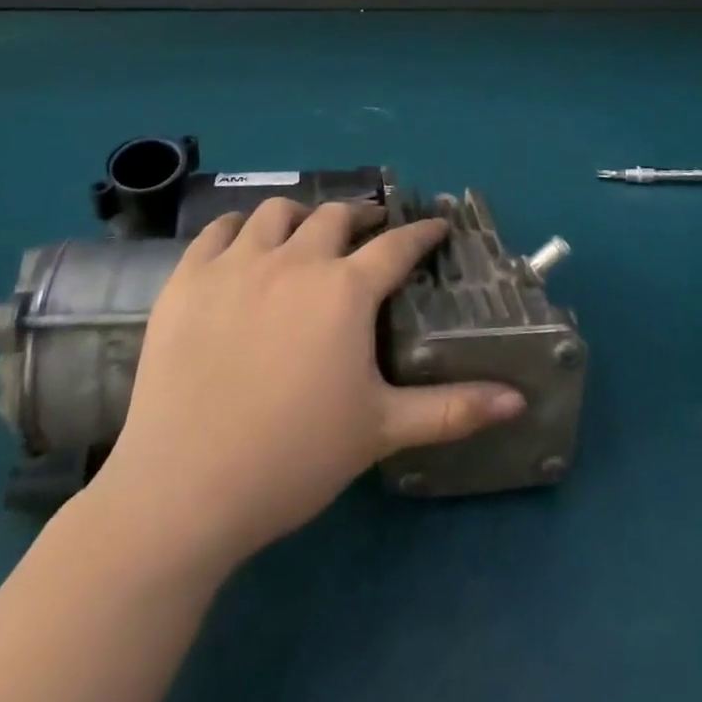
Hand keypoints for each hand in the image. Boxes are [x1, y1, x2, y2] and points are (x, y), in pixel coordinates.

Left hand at [95, 198, 526, 570]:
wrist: (184, 489)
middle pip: (336, 216)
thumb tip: (517, 399)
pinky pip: (219, 230)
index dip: (422, 232)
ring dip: (301, 215)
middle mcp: (296, 260)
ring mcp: (237, 264)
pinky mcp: (188, 279)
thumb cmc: (293, 458)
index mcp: (345, 291)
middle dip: (361, 216)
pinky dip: (240, 228)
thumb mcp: (381, 431)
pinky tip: (245, 243)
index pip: (396, 246)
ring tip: (306, 232)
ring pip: (277, 212)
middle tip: (370, 230)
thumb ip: (453, 410)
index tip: (436, 225)